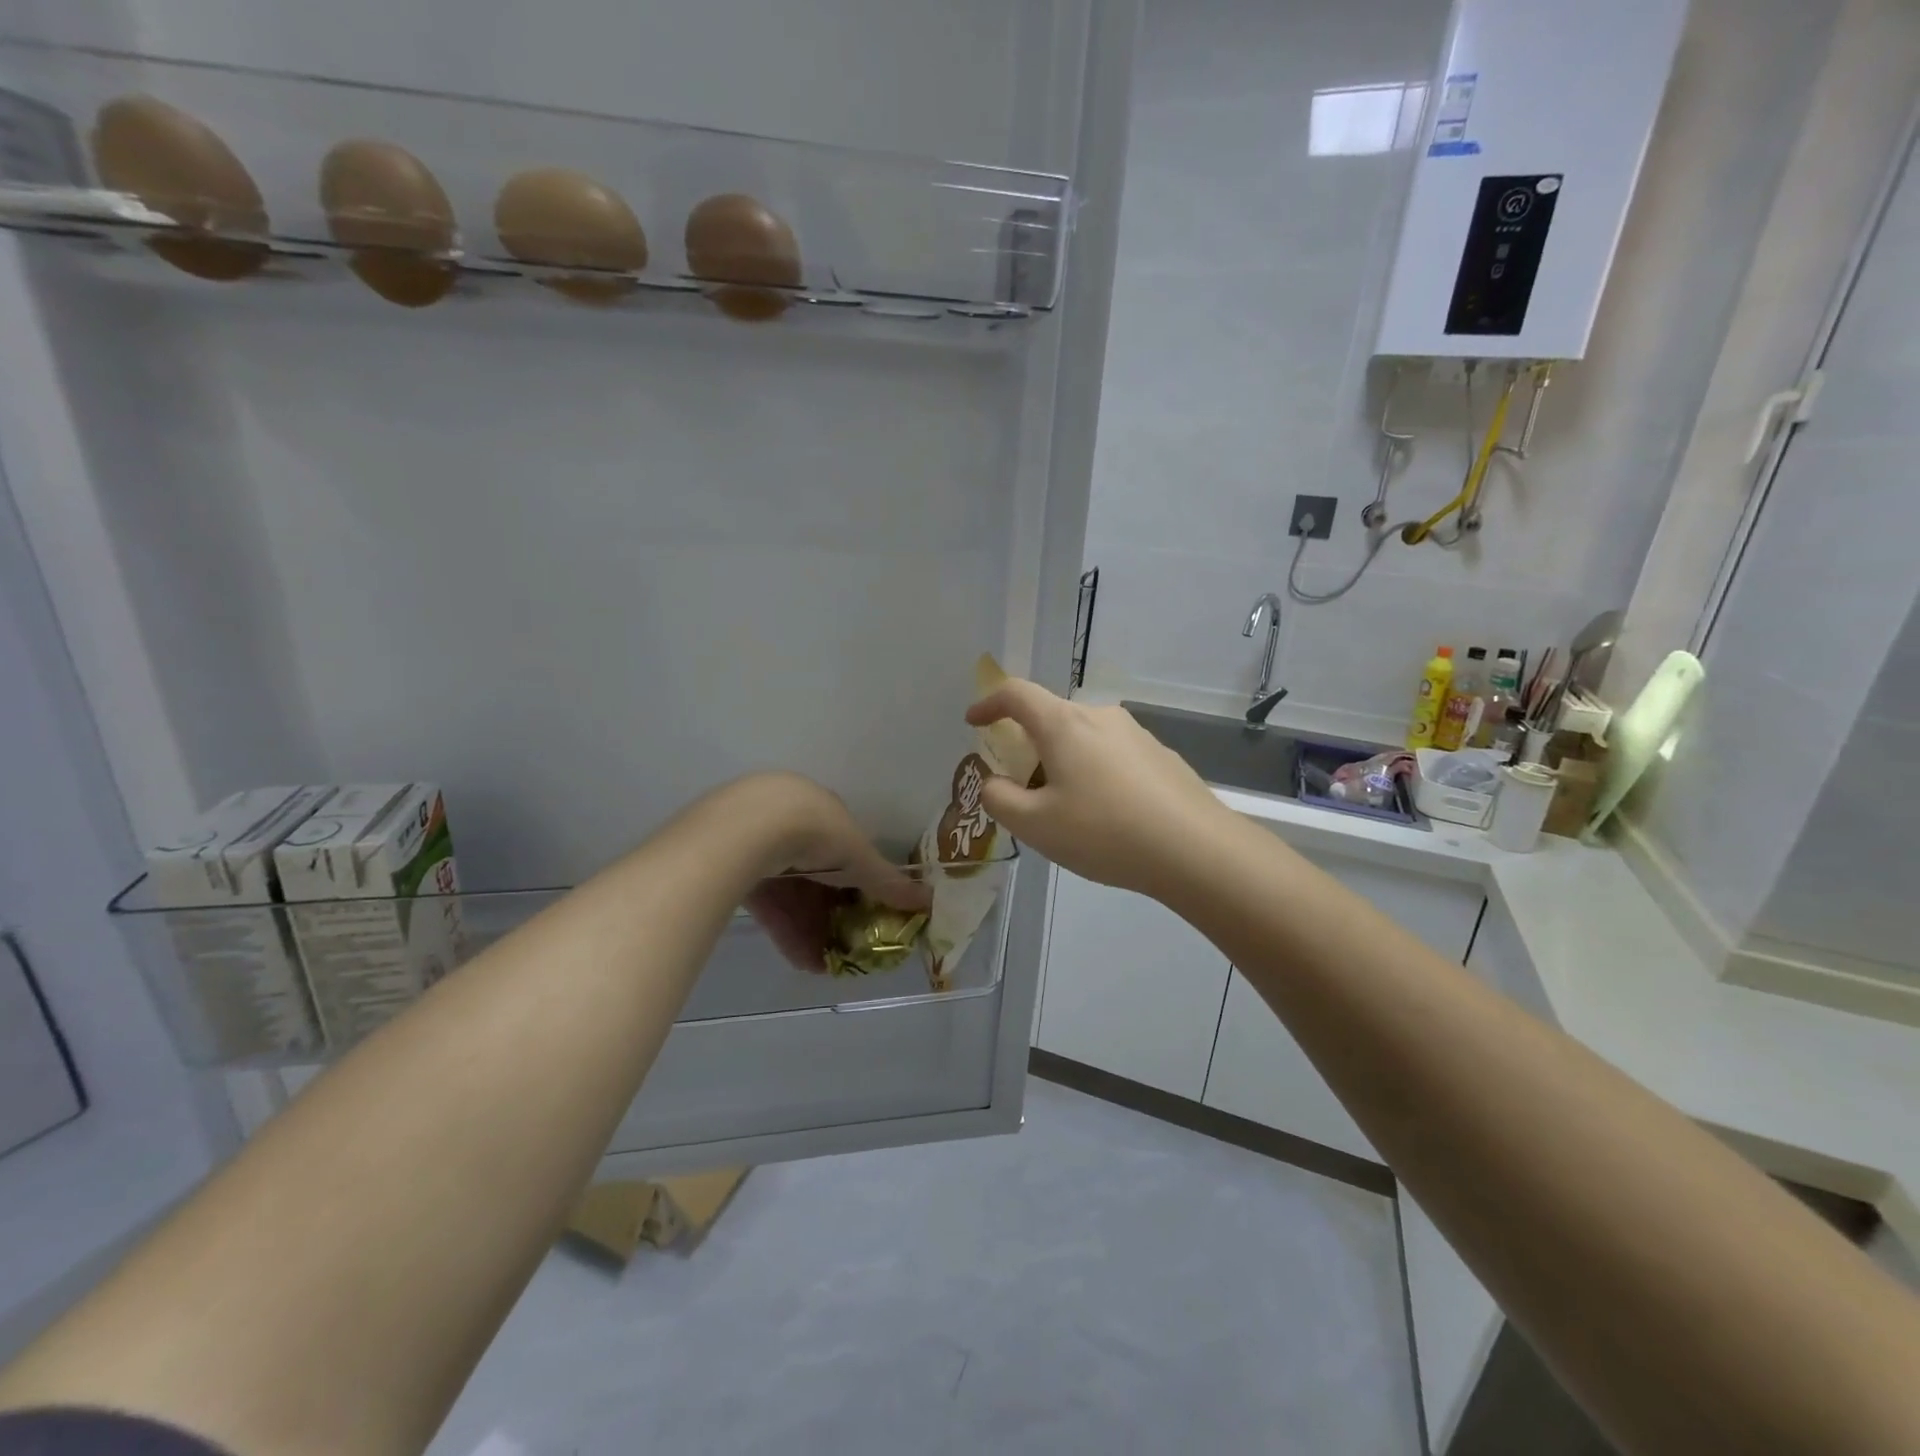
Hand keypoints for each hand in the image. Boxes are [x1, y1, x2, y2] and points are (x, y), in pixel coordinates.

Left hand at [729, 774, 929, 972]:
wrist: (748, 828)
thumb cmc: (817, 830)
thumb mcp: (859, 857)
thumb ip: (888, 882)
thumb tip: (929, 901)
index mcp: (822, 810)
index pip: (846, 848)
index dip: (859, 879)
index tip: (869, 909)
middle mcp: (791, 822)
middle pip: (818, 874)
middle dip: (834, 910)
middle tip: (849, 942)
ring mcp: (758, 844)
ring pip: (792, 893)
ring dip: (812, 929)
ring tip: (827, 963)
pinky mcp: (732, 869)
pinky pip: (767, 904)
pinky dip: (786, 931)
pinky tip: (801, 960)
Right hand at [965, 681, 1231, 897]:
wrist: (1196, 849)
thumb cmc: (1105, 832)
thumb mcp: (1035, 825)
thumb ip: (1000, 799)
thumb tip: (996, 783)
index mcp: (1064, 724)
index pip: (1016, 694)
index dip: (988, 703)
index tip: (974, 722)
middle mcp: (1100, 716)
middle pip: (1051, 718)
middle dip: (1027, 745)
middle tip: (1023, 788)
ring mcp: (1136, 734)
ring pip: (1084, 738)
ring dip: (1063, 762)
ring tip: (1066, 811)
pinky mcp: (1160, 755)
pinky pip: (1112, 755)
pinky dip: (1094, 774)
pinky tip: (1107, 816)